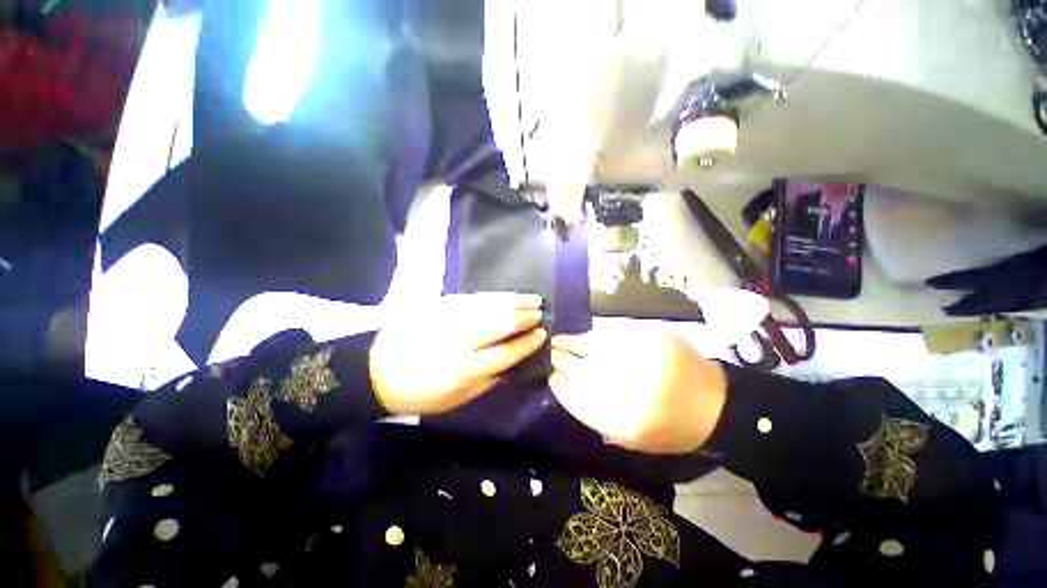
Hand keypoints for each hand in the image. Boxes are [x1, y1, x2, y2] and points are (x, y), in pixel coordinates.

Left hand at [370, 293, 547, 413]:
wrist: (375, 370)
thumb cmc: (419, 392)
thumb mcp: (455, 400)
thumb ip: (487, 382)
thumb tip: (513, 366)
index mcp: (463, 369)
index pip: (505, 352)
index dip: (527, 343)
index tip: (542, 335)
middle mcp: (459, 339)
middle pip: (500, 323)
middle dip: (524, 317)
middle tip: (540, 313)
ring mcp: (448, 318)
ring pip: (489, 305)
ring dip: (514, 301)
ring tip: (533, 299)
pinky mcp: (439, 305)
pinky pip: (473, 297)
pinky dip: (494, 296)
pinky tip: (506, 295)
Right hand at [548, 324, 726, 453]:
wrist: (714, 405)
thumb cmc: (670, 428)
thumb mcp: (631, 438)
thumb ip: (596, 416)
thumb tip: (566, 386)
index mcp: (625, 421)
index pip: (577, 399)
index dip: (559, 385)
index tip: (549, 376)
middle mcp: (632, 389)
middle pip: (581, 370)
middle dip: (560, 361)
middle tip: (549, 354)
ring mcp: (643, 359)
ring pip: (593, 348)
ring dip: (572, 343)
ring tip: (558, 341)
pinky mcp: (654, 338)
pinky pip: (612, 334)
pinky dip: (594, 335)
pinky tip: (585, 335)